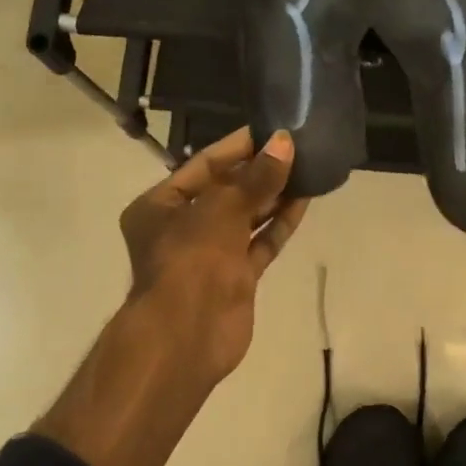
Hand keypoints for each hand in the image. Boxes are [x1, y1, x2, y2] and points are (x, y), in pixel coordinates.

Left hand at [119, 127, 307, 385]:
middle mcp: (181, 228)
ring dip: (273, 196)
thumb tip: (284, 143)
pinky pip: (260, 243)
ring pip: (246, 218)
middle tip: (294, 148)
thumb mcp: (222, 208)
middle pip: (225, 191)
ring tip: (306, 169)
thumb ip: (257, 177)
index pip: (202, 166)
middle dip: (258, 172)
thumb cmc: (191, 258)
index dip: (237, 148)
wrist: (187, 334)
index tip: (270, 131)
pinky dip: (278, 224)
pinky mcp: (236, 277)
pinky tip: (303, 202)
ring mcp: (210, 254)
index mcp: (159, 206)